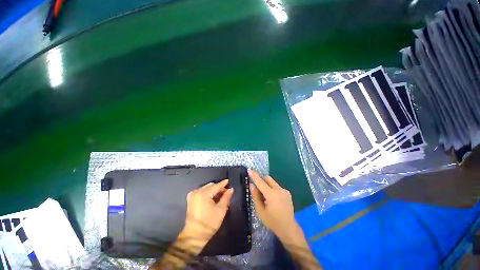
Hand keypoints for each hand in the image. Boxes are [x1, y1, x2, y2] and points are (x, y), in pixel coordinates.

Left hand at [180, 179, 233, 251]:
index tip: (229, 181)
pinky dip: (209, 194)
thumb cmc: (209, 223)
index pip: (216, 186)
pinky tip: (214, 200)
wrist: (194, 236)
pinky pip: (202, 192)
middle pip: (211, 186)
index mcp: (203, 194)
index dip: (223, 184)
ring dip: (214, 191)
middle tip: (226, 194)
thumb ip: (226, 197)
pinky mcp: (191, 199)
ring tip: (221, 198)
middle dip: (219, 189)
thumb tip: (231, 189)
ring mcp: (192, 195)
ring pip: (207, 189)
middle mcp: (197, 192)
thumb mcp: (221, 210)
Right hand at [248, 169, 297, 240]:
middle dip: (261, 179)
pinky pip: (277, 187)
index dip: (254, 175)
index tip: (249, 169)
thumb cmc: (272, 221)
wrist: (288, 228)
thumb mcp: (260, 211)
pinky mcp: (287, 193)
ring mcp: (285, 191)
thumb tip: (251, 185)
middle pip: (268, 178)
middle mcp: (279, 190)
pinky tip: (272, 199)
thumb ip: (255, 196)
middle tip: (257, 186)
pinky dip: (272, 189)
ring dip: (267, 185)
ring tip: (265, 195)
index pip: (260, 182)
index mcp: (272, 195)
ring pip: (272, 182)